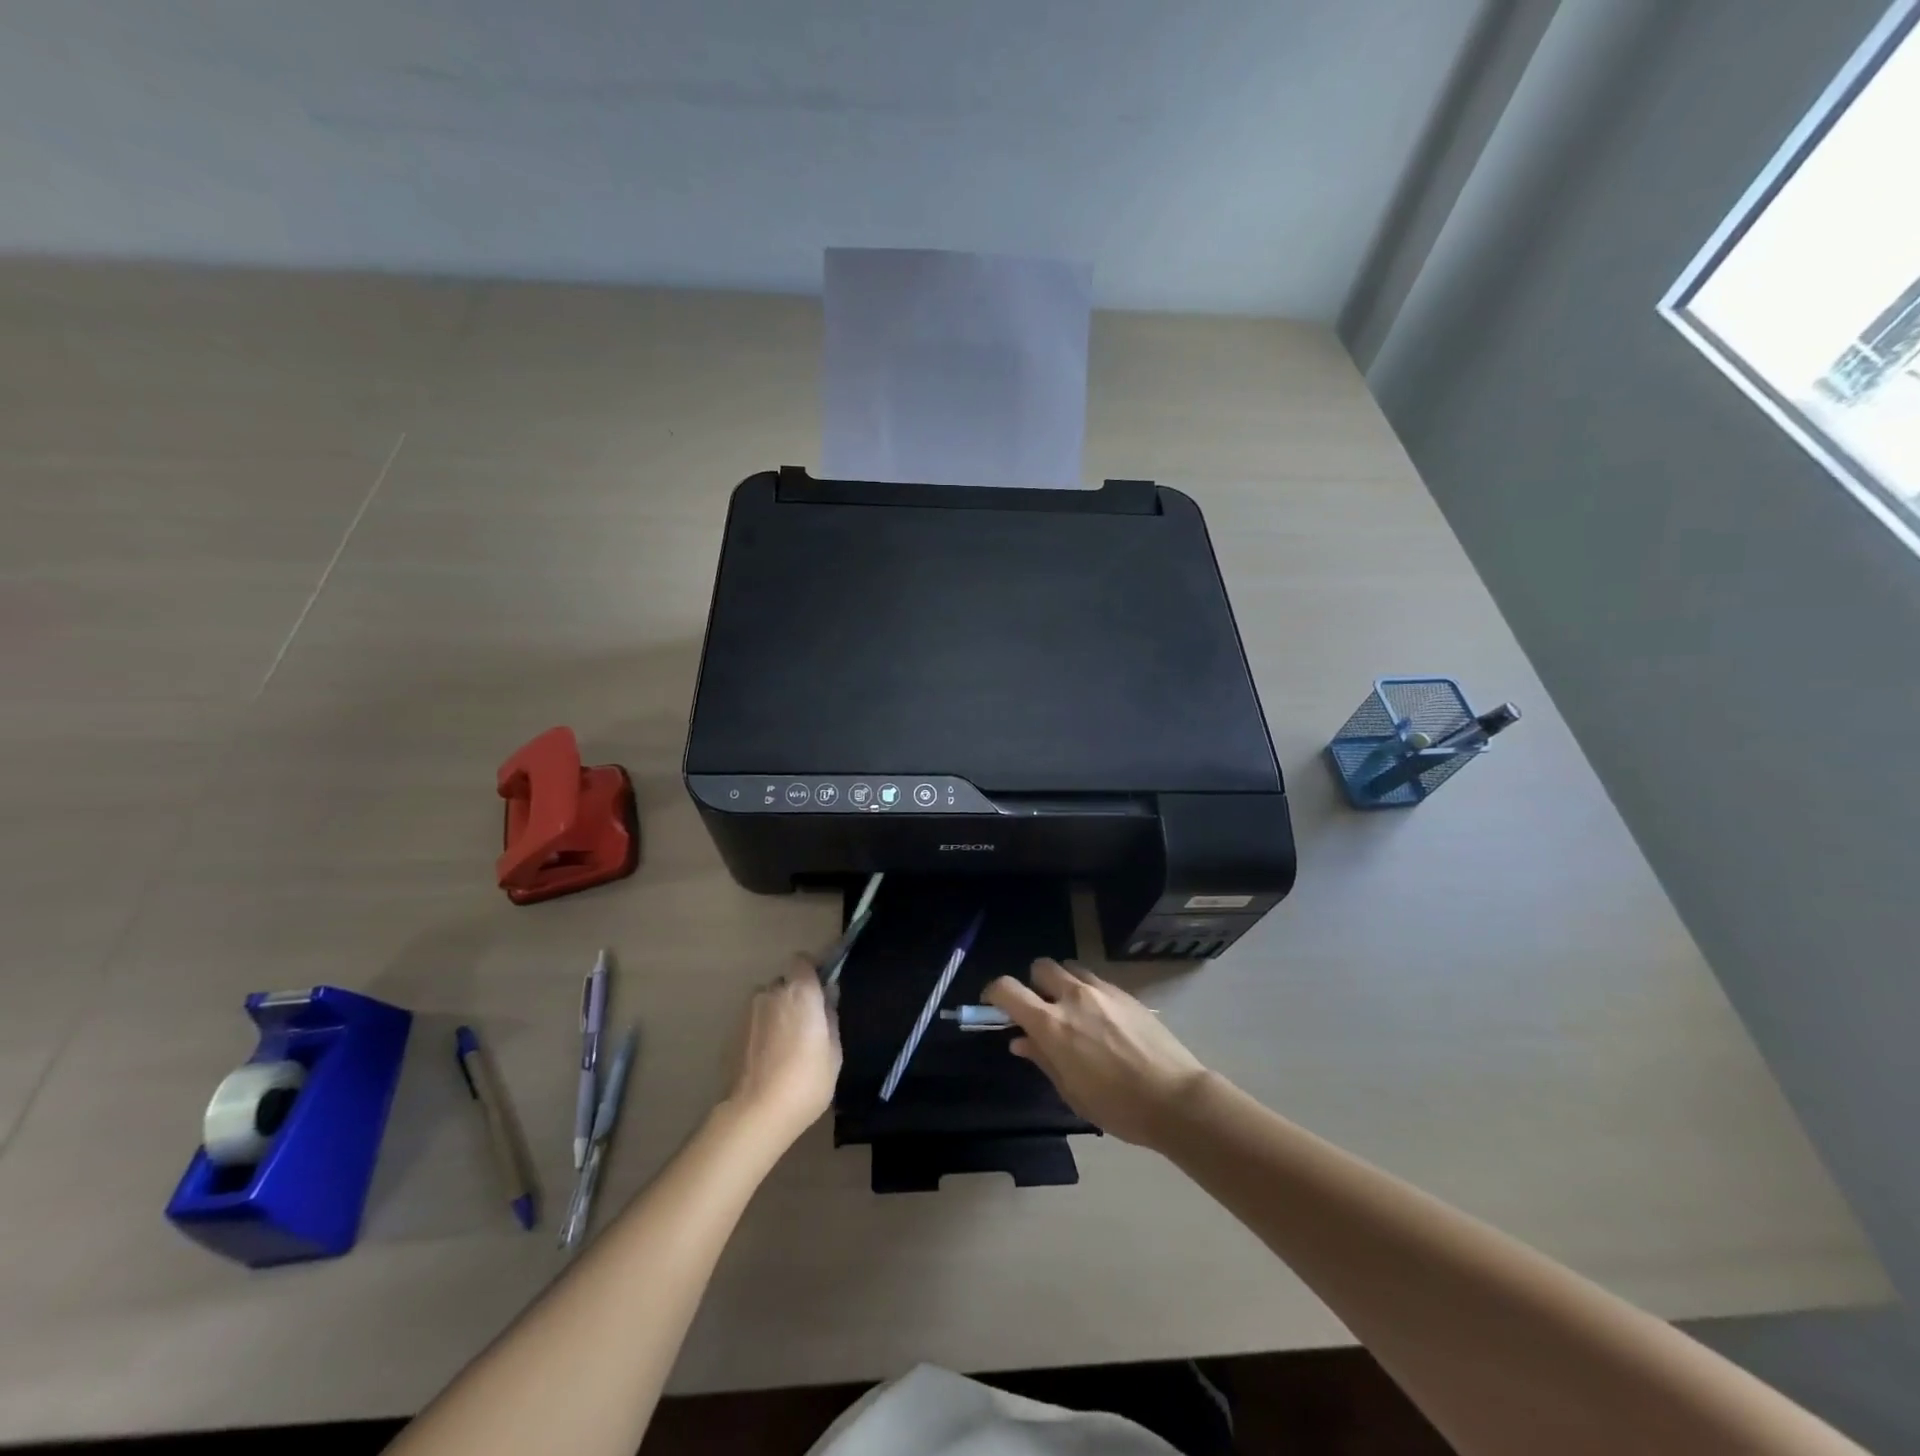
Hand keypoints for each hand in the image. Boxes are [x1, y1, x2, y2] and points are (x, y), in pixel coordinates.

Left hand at [722, 956, 840, 1149]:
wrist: (754, 1114)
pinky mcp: (731, 1033)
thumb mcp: (833, 1053)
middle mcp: (771, 993)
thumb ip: (830, 1019)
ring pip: (766, 1002)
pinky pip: (752, 1022)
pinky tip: (766, 1060)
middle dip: (793, 996)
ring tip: (782, 1046)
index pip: (802, 960)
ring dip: (774, 1013)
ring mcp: (747, 1012)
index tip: (819, 990)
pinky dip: (759, 1032)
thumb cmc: (805, 1081)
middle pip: (784, 983)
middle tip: (804, 1025)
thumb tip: (826, 1002)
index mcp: (800, 992)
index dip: (811, 971)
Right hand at [984, 959, 1208, 1148]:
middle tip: (1041, 1009)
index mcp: (1052, 1024)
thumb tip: (1020, 1040)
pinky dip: (1088, 991)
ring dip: (1062, 983)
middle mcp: (1073, 997)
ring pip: (1069, 968)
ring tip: (1072, 1011)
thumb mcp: (1071, 1091)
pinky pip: (1096, 980)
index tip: (995, 1004)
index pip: (1009, 989)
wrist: (1175, 1098)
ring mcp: (1102, 990)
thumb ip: (1043, 1058)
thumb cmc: (1117, 1106)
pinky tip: (1101, 1019)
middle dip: (1033, 983)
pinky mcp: (1125, 993)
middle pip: (1041, 966)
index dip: (995, 992)